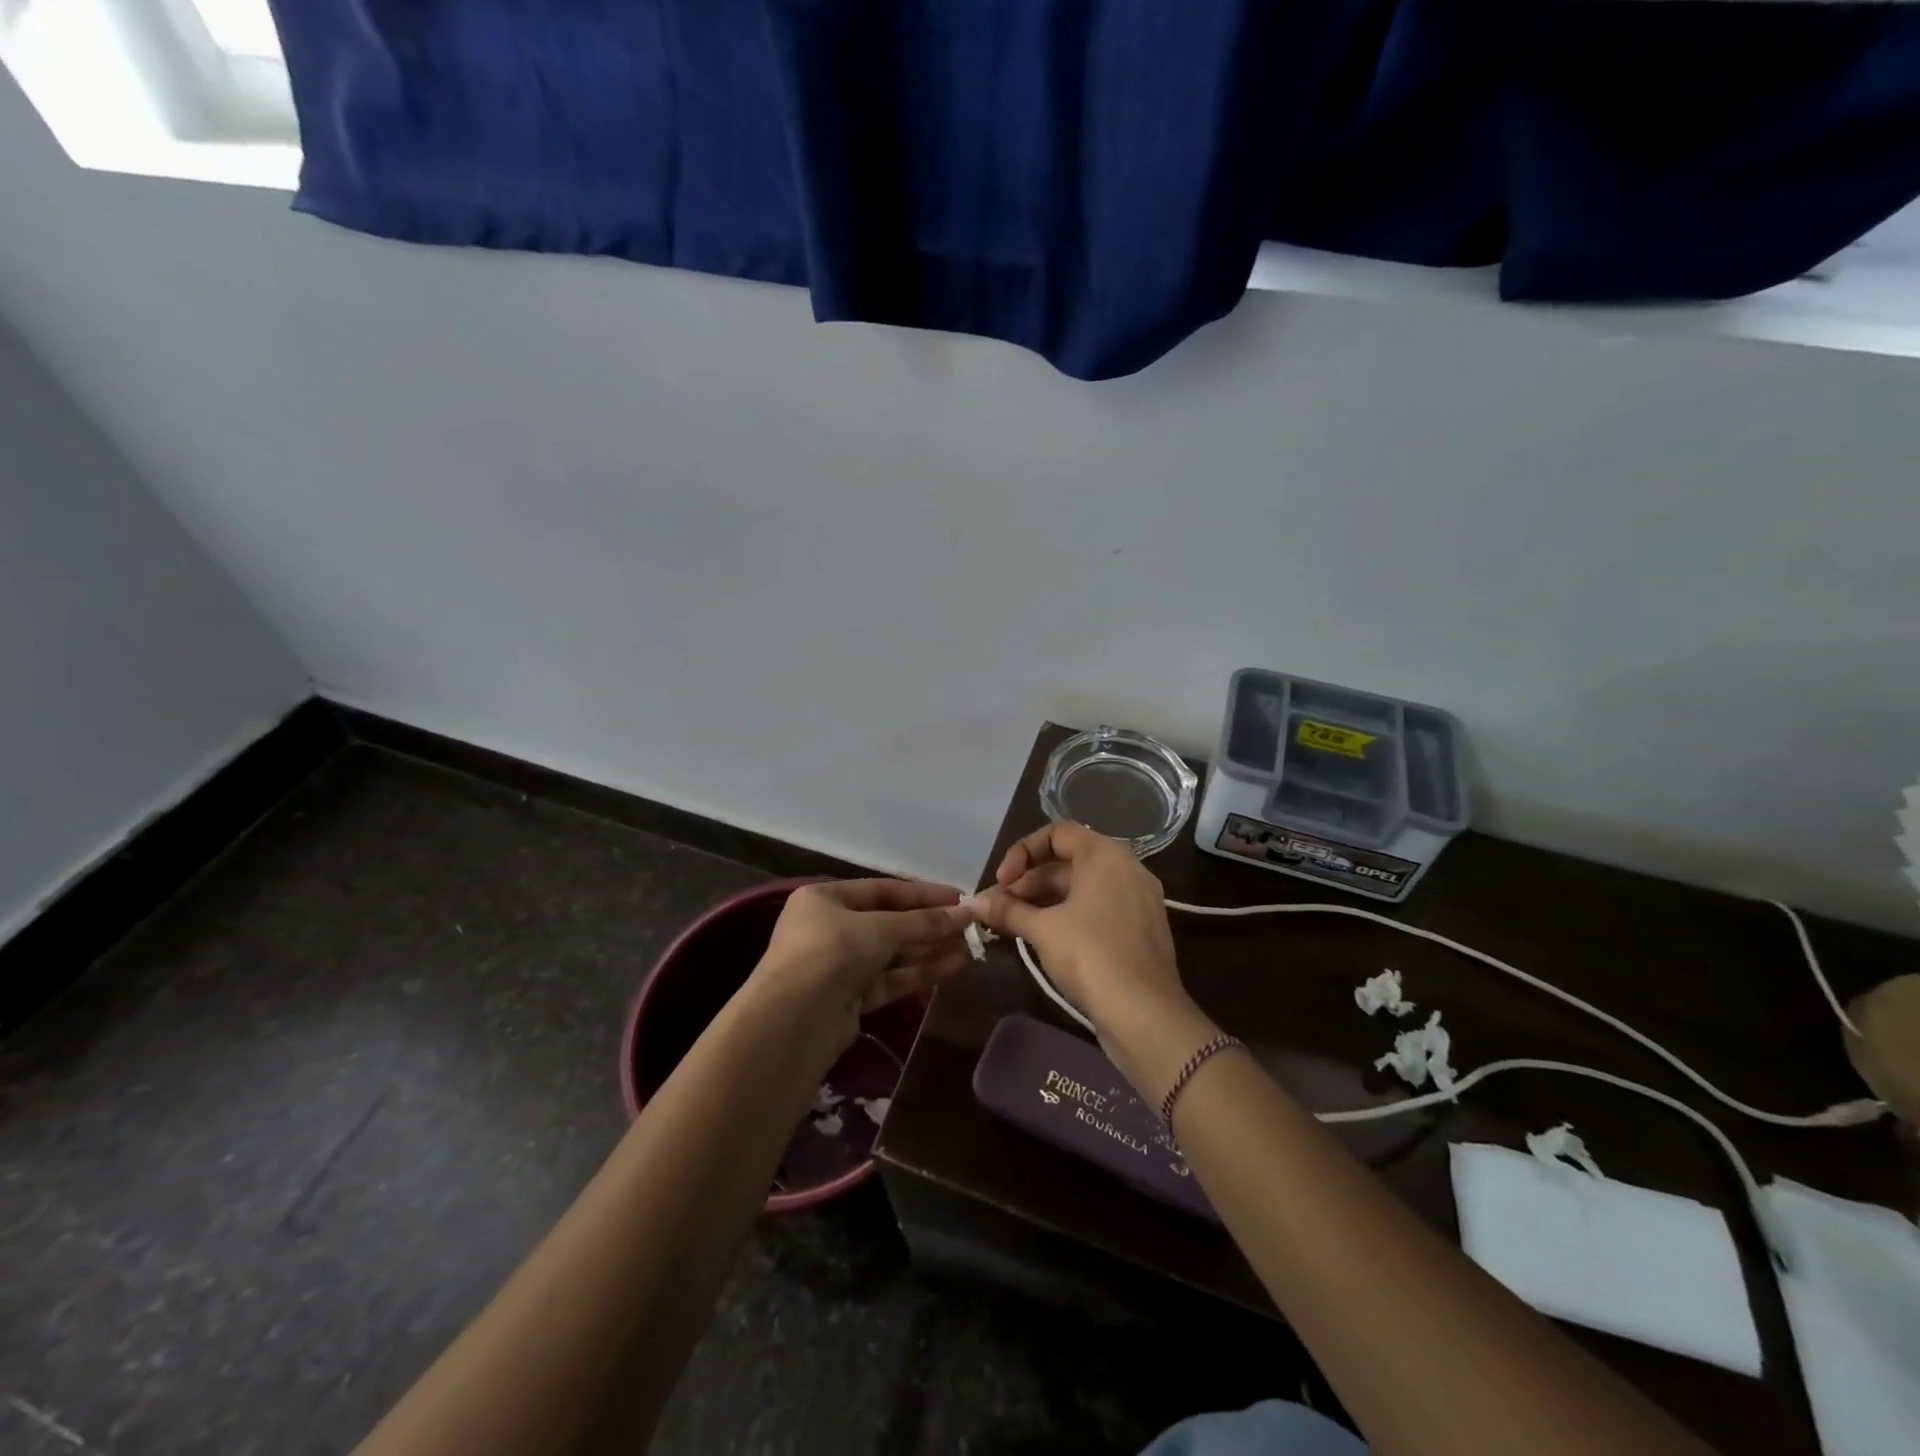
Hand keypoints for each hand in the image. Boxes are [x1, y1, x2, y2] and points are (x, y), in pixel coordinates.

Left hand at [750, 879, 975, 1054]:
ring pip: (892, 954)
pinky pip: (890, 979)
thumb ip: (924, 922)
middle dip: (930, 926)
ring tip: (972, 947)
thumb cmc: (831, 953)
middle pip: (889, 923)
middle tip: (971, 926)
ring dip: (930, 950)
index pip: (882, 890)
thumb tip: (967, 913)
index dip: (922, 894)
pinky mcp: (849, 999)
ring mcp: (838, 966)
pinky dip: (919, 973)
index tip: (959, 897)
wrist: (793, 1022)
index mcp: (825, 899)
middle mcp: (829, 929)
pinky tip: (954, 966)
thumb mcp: (881, 929)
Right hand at [967, 823, 1186, 1036]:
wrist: (1145, 1014)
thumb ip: (1007, 909)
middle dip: (1029, 881)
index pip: (1058, 833)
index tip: (1002, 881)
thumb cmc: (1091, 956)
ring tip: (1014, 924)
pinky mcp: (1140, 928)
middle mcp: (1127, 868)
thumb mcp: (1042, 929)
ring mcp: (1138, 899)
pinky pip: (1099, 907)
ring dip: (1045, 900)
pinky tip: (1044, 938)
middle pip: (1068, 861)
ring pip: (1082, 888)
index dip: (1023, 852)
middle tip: (1000, 907)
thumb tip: (974, 902)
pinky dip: (1069, 915)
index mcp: (1106, 856)